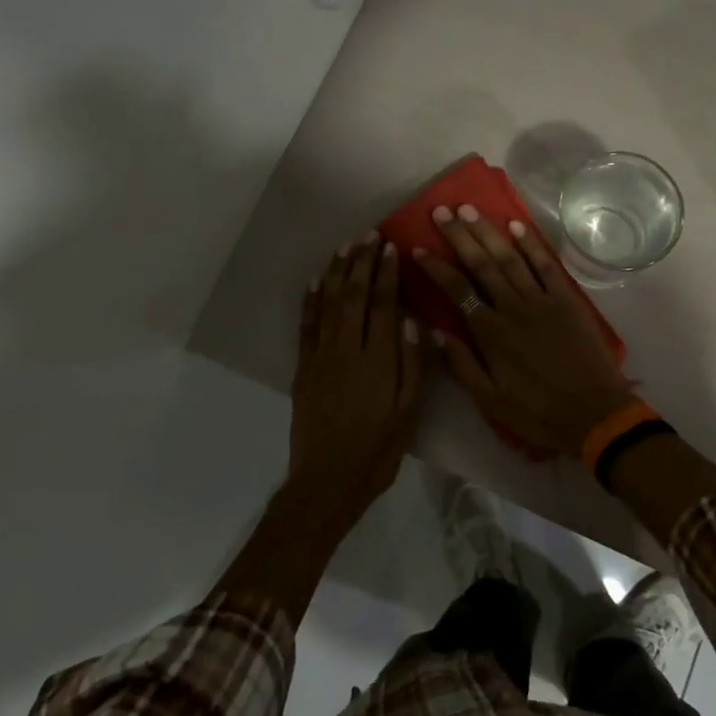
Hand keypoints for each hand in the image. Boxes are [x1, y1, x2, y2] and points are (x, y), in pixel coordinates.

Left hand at [289, 234, 425, 513]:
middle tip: (368, 235)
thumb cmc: (377, 449)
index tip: (390, 248)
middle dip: (361, 263)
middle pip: (353, 296)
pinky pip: (306, 326)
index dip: (386, 274)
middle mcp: (347, 349)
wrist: (327, 480)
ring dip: (335, 273)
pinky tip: (314, 282)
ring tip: (344, 247)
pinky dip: (310, 301)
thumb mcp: (408, 413)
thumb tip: (412, 322)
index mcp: (377, 359)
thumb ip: (412, 366)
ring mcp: (320, 357)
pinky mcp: (303, 369)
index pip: (382, 304)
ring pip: (327, 304)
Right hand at [414, 206, 635, 458]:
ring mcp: (542, 300)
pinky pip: (546, 265)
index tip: (418, 247)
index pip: (457, 290)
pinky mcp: (567, 300)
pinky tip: (516, 224)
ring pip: (510, 257)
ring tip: (470, 208)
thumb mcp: (490, 401)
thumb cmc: (538, 413)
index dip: (436, 267)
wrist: (594, 414)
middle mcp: (513, 308)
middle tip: (441, 211)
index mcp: (491, 333)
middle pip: (481, 264)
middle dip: (459, 236)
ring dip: (488, 231)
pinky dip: (531, 243)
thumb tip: (436, 330)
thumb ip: (461, 365)